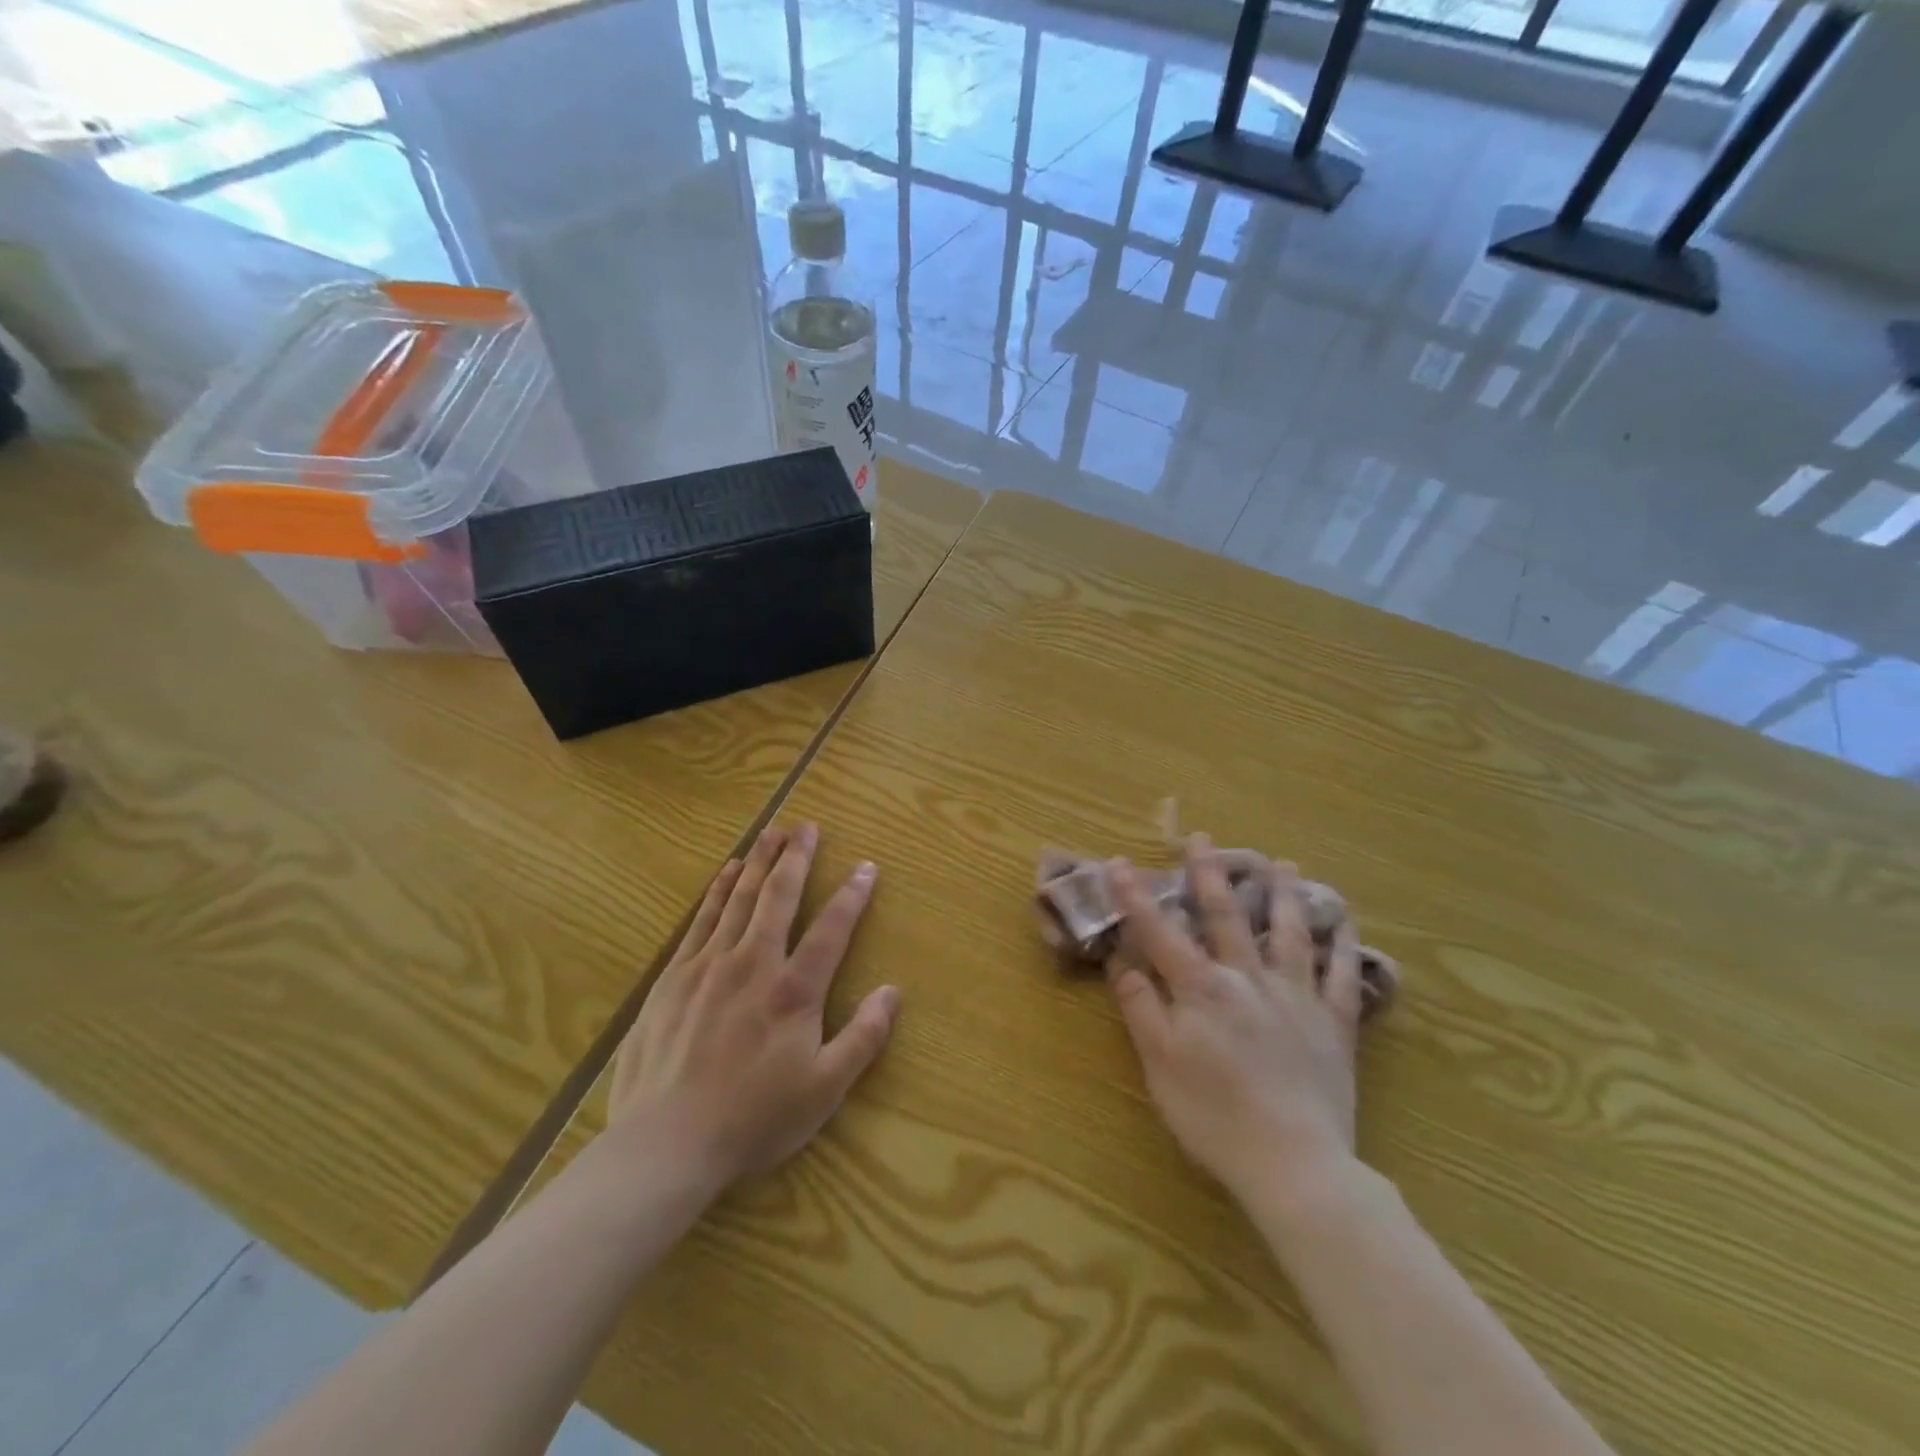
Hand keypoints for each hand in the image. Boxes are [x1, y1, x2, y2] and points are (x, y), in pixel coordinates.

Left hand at [607, 822, 898, 1196]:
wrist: (665, 1144)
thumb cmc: (753, 1119)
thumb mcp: (824, 1090)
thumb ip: (863, 1038)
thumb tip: (893, 992)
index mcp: (794, 990)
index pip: (831, 929)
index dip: (852, 895)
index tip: (866, 866)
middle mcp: (753, 964)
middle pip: (779, 897)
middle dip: (797, 858)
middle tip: (807, 826)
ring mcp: (709, 966)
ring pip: (739, 898)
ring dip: (759, 862)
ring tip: (772, 833)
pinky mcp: (673, 977)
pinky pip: (701, 919)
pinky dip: (718, 890)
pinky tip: (727, 872)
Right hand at [1106, 835, 1367, 1200]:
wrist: (1295, 1165)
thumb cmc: (1214, 1116)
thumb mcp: (1159, 1065)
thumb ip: (1141, 1008)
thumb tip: (1122, 962)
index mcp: (1201, 989)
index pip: (1160, 932)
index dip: (1136, 896)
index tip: (1120, 861)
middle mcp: (1248, 979)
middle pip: (1227, 917)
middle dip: (1210, 874)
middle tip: (1204, 838)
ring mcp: (1296, 998)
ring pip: (1290, 934)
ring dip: (1284, 895)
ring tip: (1284, 864)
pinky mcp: (1334, 1025)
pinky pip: (1343, 977)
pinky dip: (1345, 946)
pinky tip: (1346, 923)